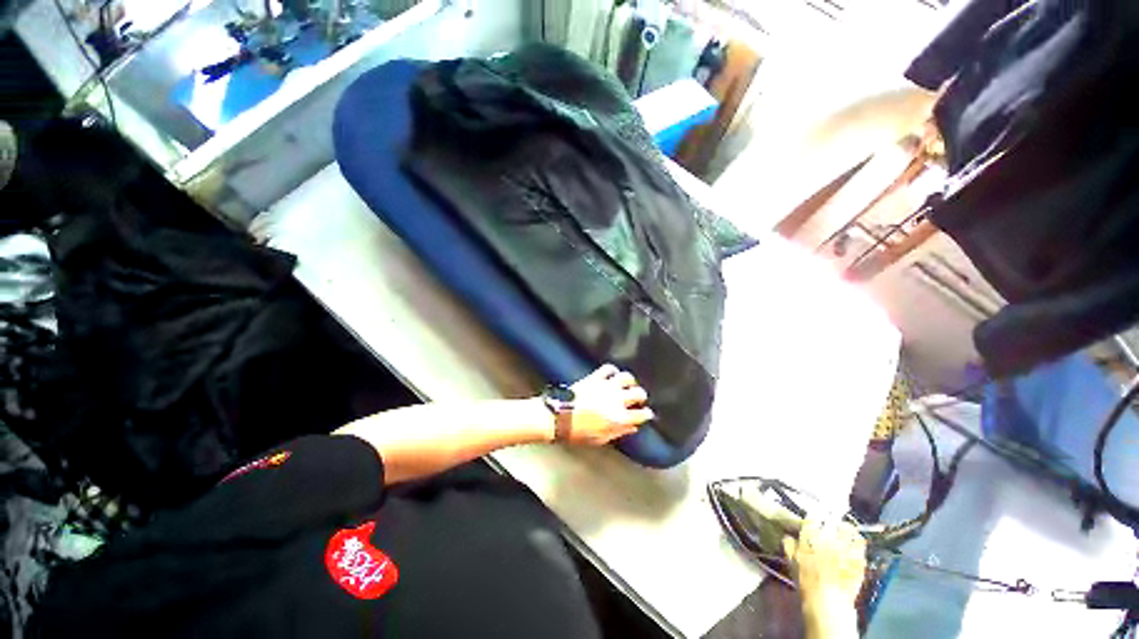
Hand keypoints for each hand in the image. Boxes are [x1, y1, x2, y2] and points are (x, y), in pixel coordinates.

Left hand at [563, 364, 653, 445]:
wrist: (560, 417)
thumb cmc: (578, 432)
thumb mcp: (601, 439)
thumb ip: (619, 432)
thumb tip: (631, 427)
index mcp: (619, 418)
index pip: (642, 414)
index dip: (646, 414)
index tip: (646, 414)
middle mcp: (616, 400)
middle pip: (638, 393)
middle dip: (641, 397)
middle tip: (637, 399)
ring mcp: (606, 386)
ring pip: (626, 377)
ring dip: (629, 381)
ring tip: (627, 385)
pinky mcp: (595, 377)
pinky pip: (608, 368)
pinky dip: (612, 370)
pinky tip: (612, 375)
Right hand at [783, 518, 865, 637]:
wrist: (827, 604)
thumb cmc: (806, 582)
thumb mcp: (791, 562)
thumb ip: (789, 545)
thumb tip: (789, 535)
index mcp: (809, 538)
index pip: (811, 520)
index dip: (811, 520)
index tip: (813, 522)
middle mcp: (827, 538)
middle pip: (830, 521)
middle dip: (829, 521)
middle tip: (828, 522)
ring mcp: (845, 547)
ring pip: (847, 528)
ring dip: (845, 527)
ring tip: (843, 527)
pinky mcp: (858, 558)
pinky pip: (860, 542)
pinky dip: (857, 539)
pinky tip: (855, 540)